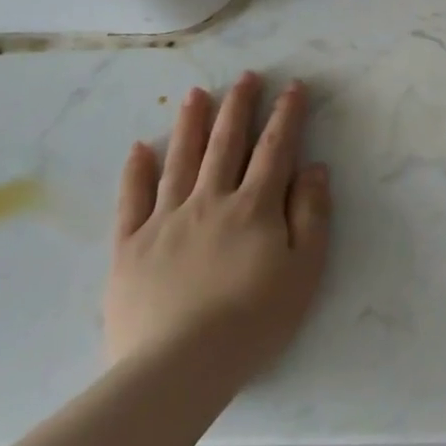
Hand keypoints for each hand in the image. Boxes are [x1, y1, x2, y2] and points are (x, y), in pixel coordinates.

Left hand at [105, 73, 331, 385]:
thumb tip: (316, 169)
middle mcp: (210, 201)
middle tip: (245, 77)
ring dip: (190, 124)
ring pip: (180, 161)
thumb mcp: (305, 269)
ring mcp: (166, 221)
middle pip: (226, 144)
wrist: (179, 368)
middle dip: (238, 107)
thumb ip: (312, 214)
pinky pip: (132, 200)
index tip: (293, 86)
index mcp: (255, 206)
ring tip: (196, 93)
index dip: (286, 115)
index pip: (275, 148)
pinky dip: (136, 171)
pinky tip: (140, 148)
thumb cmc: (254, 320)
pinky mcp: (130, 247)